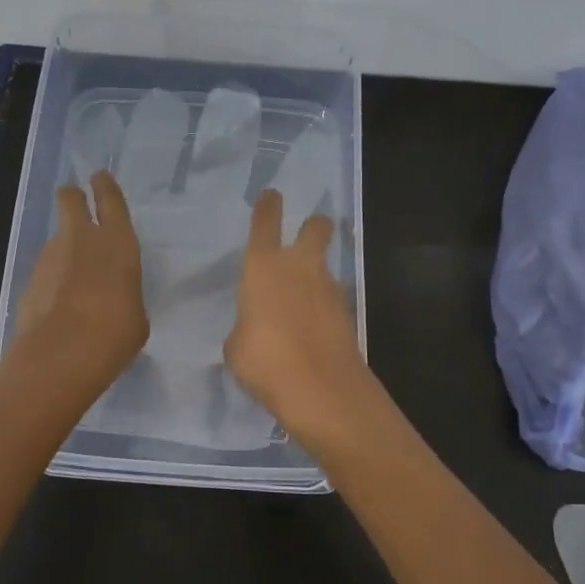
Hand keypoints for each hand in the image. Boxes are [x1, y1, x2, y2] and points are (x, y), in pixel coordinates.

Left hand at [14, 171, 148, 394]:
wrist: (61, 353)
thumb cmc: (115, 332)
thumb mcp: (136, 315)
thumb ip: (125, 296)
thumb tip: (114, 298)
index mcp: (117, 241)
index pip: (110, 200)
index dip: (104, 186)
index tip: (99, 178)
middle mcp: (81, 239)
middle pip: (70, 200)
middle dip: (73, 198)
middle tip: (76, 203)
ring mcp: (50, 258)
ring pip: (56, 240)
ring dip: (64, 251)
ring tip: (74, 282)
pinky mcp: (29, 281)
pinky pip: (45, 272)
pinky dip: (51, 282)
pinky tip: (59, 307)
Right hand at [224, 188, 373, 444]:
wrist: (321, 388)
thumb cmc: (264, 360)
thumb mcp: (237, 346)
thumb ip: (245, 327)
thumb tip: (255, 329)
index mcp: (263, 266)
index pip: (265, 222)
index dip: (268, 205)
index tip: (271, 195)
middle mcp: (299, 266)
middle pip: (316, 228)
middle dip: (315, 226)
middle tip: (310, 232)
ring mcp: (328, 288)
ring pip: (326, 265)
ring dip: (317, 274)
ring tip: (303, 299)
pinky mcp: (347, 313)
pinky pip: (332, 299)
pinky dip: (324, 307)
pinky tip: (313, 329)